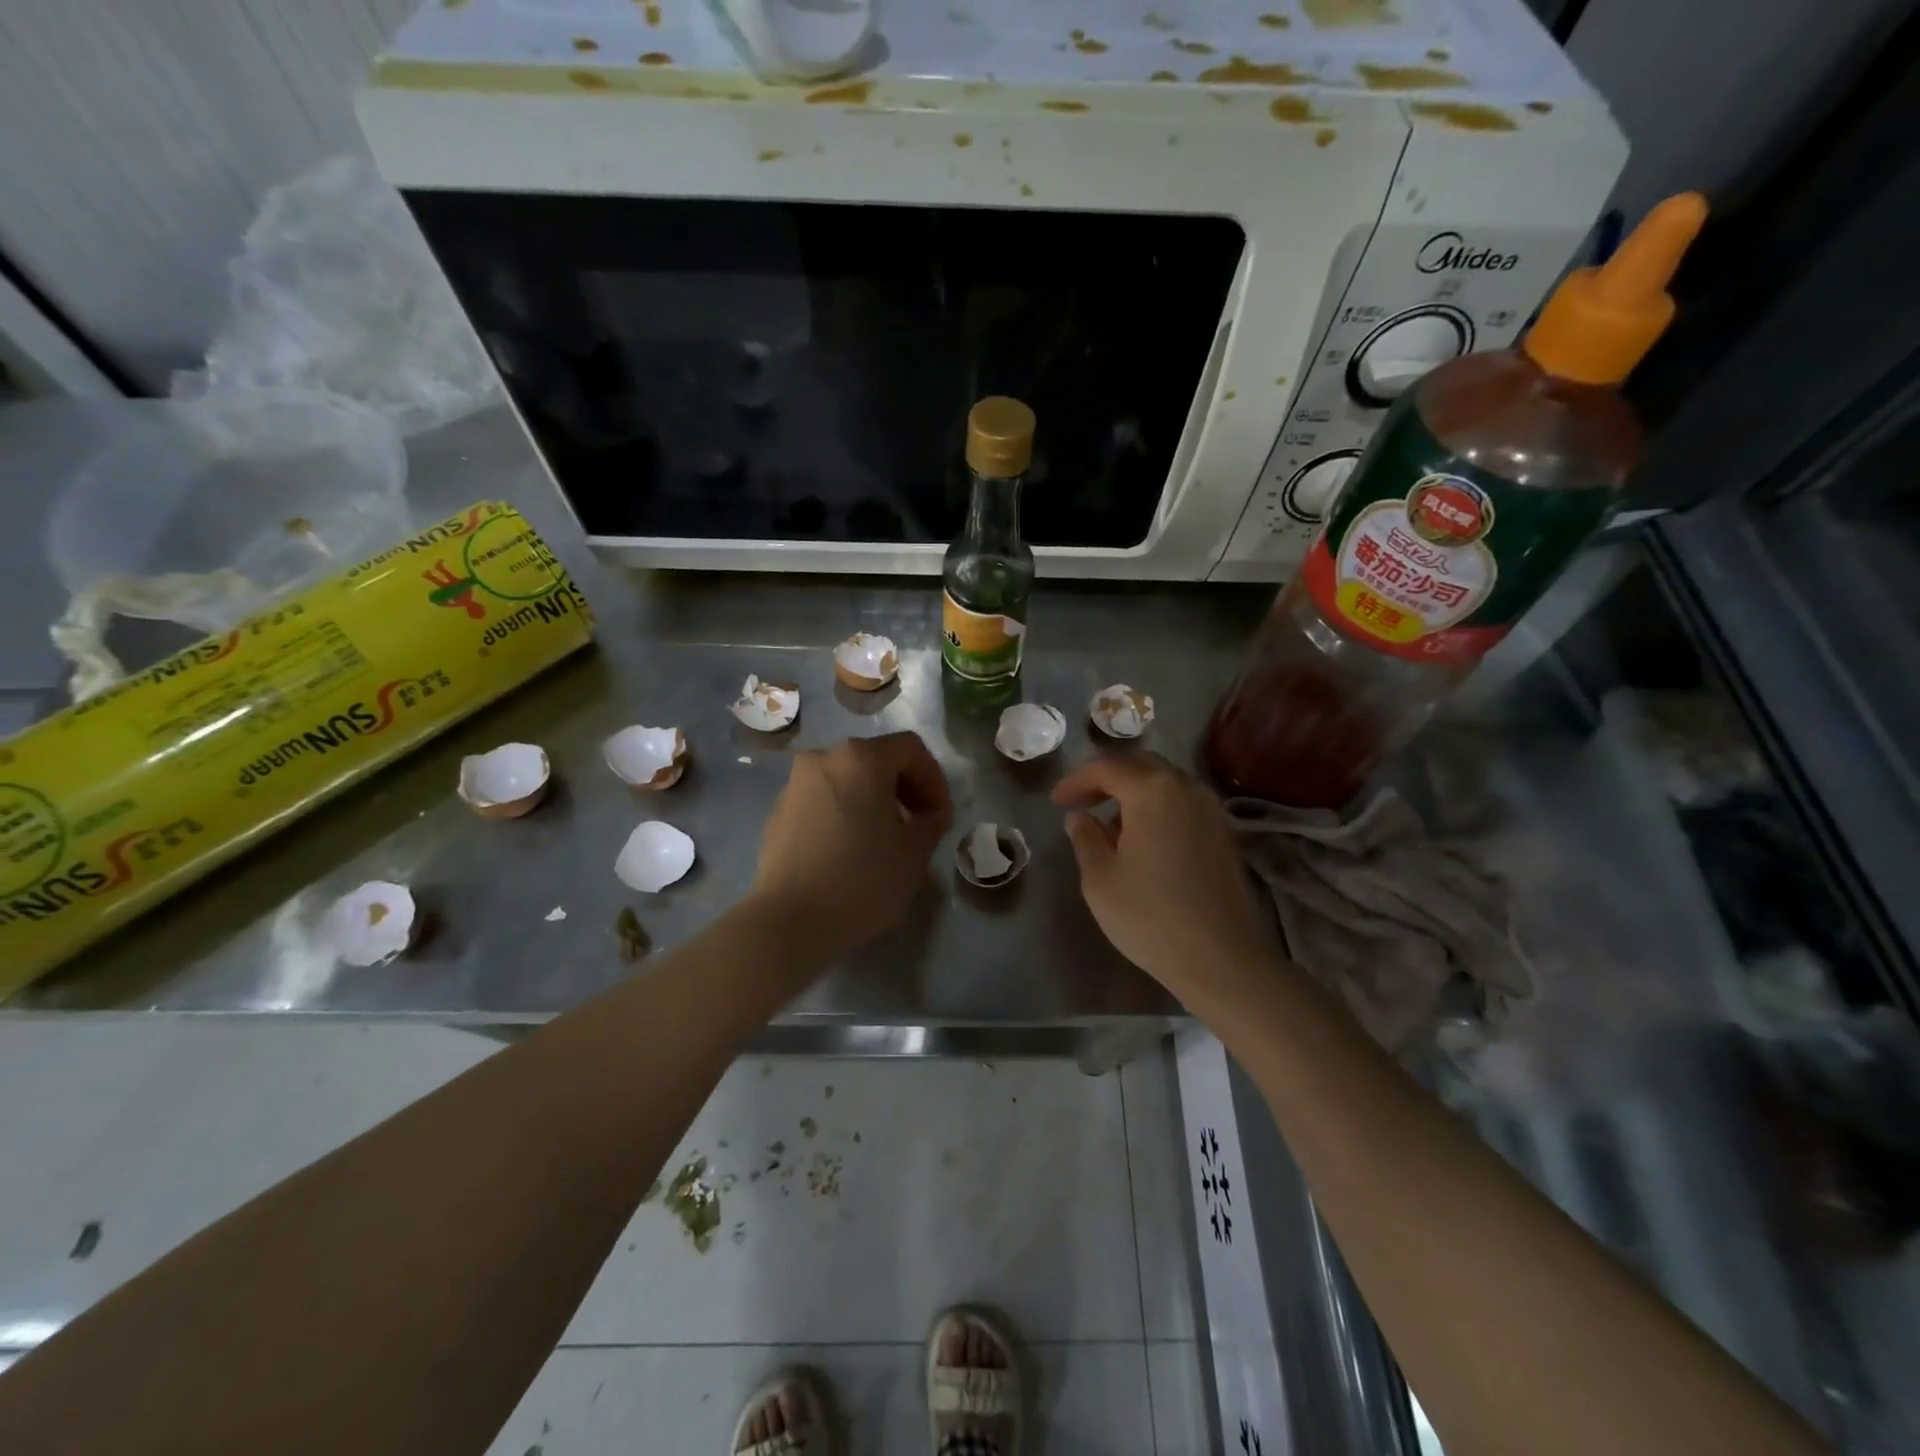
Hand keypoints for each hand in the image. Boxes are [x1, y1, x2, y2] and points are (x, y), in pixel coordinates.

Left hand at [752, 732, 953, 956]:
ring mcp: (794, 785)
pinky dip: (843, 815)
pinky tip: (849, 852)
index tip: (940, 817)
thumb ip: (930, 823)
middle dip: (903, 789)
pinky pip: (822, 802)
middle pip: (875, 760)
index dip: (934, 779)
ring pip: (846, 781)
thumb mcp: (914, 853)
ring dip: (872, 802)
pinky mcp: (777, 814)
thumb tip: (930, 816)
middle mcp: (823, 759)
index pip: (910, 749)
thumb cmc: (862, 879)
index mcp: (861, 758)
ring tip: (884, 841)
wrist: (791, 922)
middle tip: (918, 826)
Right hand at [1052, 752, 1279, 996]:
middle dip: (1106, 778)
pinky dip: (1157, 807)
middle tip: (1081, 801)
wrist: (1223, 960)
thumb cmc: (1151, 917)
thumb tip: (1080, 817)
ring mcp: (1211, 809)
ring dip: (1133, 792)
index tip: (1055, 801)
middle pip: (1140, 766)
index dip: (1076, 780)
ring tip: (1109, 822)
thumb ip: (1085, 838)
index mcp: (1152, 791)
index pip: (1106, 768)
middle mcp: (1186, 788)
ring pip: (1165, 783)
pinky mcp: (1224, 833)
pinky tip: (1143, 838)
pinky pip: (1182, 803)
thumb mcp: (1100, 879)